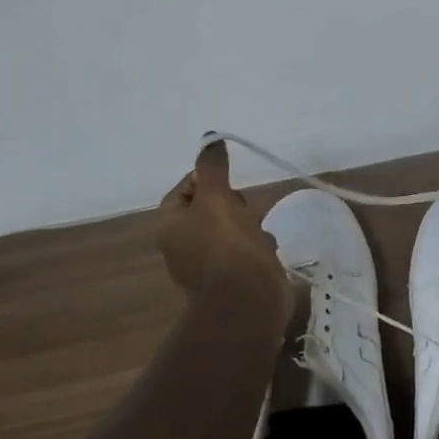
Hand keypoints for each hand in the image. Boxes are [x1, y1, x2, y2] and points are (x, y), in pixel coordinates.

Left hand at [156, 141, 287, 306]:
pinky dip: (255, 246)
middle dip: (232, 203)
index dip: (205, 179)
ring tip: (260, 228)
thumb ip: (212, 168)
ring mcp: (206, 266)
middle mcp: (183, 247)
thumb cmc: (227, 244)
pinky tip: (266, 249)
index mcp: (171, 227)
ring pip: (228, 229)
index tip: (228, 180)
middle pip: (208, 209)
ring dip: (247, 224)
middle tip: (245, 206)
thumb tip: (209, 139)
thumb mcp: (217, 198)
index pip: (183, 190)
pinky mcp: (230, 279)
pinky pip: (242, 251)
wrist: (248, 299)